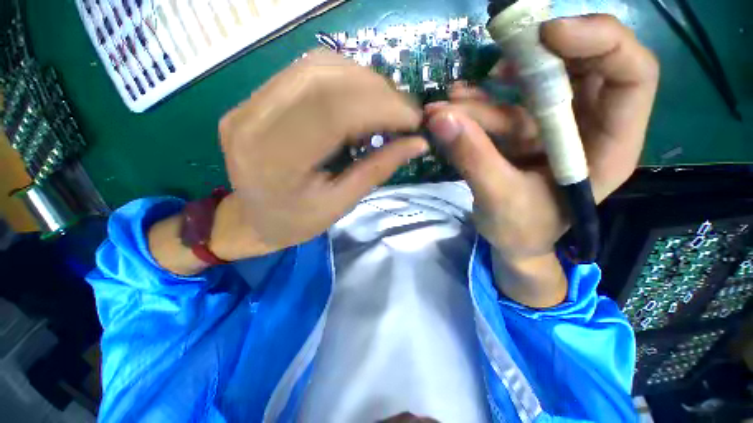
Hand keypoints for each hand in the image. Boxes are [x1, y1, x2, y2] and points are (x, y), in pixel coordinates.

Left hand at [215, 50, 427, 258]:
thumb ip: (377, 171)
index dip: (381, 107)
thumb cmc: (296, 222)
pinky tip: (361, 100)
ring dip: (363, 81)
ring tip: (387, 107)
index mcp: (275, 160)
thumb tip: (417, 144)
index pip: (334, 111)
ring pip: (317, 67)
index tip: (414, 120)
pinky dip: (344, 78)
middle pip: (325, 79)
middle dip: (377, 91)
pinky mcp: (255, 98)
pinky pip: (307, 71)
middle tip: (405, 113)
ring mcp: (250, 103)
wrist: (251, 219)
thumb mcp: (339, 205)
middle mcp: (254, 120)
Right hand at [425, 15, 658, 306]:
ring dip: (483, 95)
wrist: (513, 244)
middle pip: (578, 67)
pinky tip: (451, 109)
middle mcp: (588, 127)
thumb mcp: (498, 199)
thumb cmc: (521, 232)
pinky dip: (473, 108)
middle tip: (491, 62)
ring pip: (527, 90)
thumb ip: (473, 158)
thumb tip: (441, 119)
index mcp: (608, 146)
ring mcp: (554, 127)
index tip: (546, 34)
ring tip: (443, 108)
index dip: (599, 41)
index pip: (632, 74)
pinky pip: (501, 108)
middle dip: (532, 59)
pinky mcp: (524, 133)